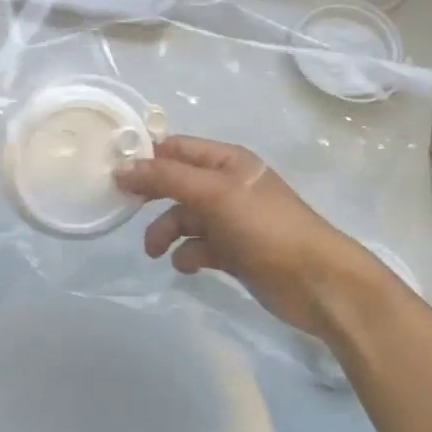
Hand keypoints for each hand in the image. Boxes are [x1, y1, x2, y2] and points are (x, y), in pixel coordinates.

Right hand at [116, 136, 387, 340]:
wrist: (317, 282)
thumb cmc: (266, 228)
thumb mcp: (214, 195)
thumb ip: (166, 179)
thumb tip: (122, 168)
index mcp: (227, 162)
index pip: (177, 148)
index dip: (147, 157)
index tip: (113, 174)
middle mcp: (227, 186)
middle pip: (177, 183)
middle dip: (152, 197)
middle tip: (124, 210)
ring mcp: (231, 220)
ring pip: (184, 219)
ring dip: (166, 231)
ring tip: (156, 251)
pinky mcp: (234, 252)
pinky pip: (198, 247)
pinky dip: (188, 255)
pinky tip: (188, 266)